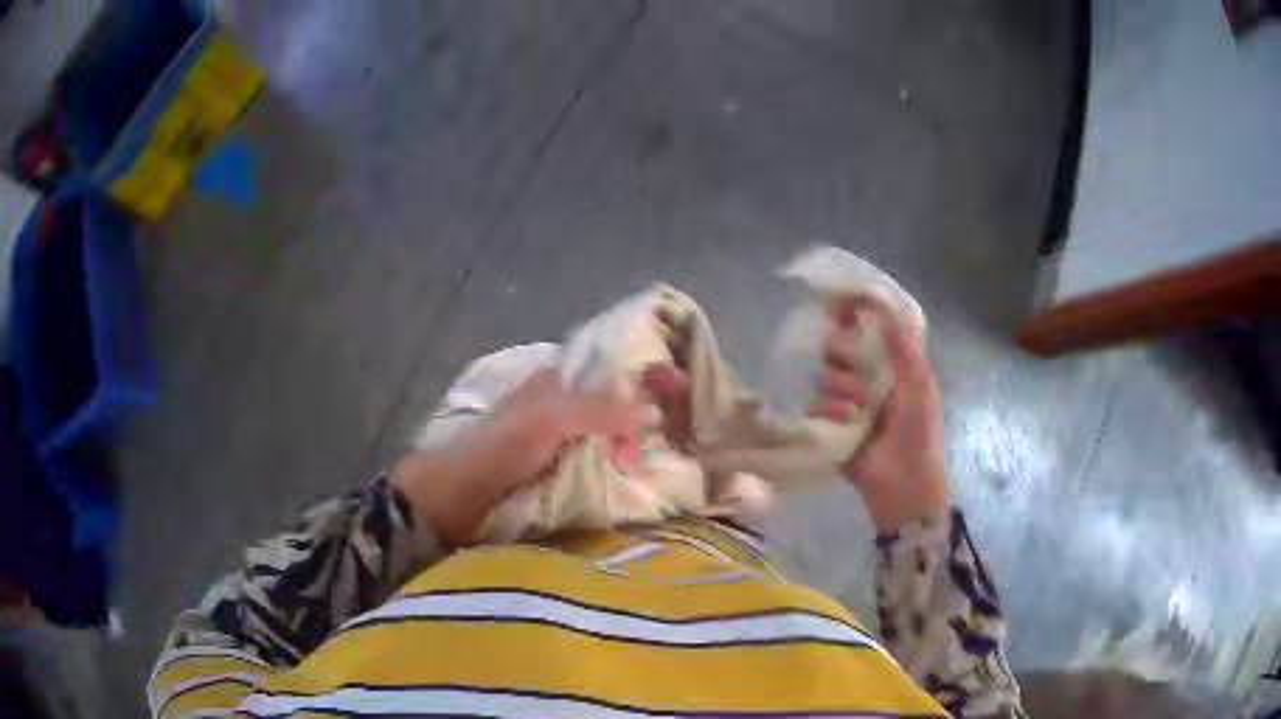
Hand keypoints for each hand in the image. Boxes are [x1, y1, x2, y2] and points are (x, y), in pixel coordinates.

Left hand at [391, 368, 653, 546]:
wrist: (455, 497)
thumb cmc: (500, 448)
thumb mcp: (550, 420)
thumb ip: (601, 411)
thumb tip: (655, 414)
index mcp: (557, 381)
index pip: (613, 371)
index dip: (645, 379)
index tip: (679, 396)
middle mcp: (560, 406)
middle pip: (615, 408)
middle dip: (639, 426)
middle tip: (646, 460)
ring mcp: (557, 442)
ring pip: (607, 439)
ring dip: (629, 454)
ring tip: (644, 476)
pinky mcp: (555, 473)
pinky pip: (595, 466)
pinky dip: (613, 474)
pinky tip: (630, 486)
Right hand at [808, 299, 949, 532]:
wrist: (904, 482)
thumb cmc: (918, 432)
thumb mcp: (919, 384)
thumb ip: (903, 346)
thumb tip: (880, 308)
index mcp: (892, 365)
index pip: (869, 330)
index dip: (855, 313)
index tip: (839, 302)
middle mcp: (868, 377)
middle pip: (841, 348)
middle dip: (844, 354)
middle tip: (851, 362)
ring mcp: (847, 401)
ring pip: (827, 375)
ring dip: (842, 387)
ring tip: (857, 408)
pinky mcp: (830, 424)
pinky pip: (816, 404)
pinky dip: (828, 411)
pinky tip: (844, 421)